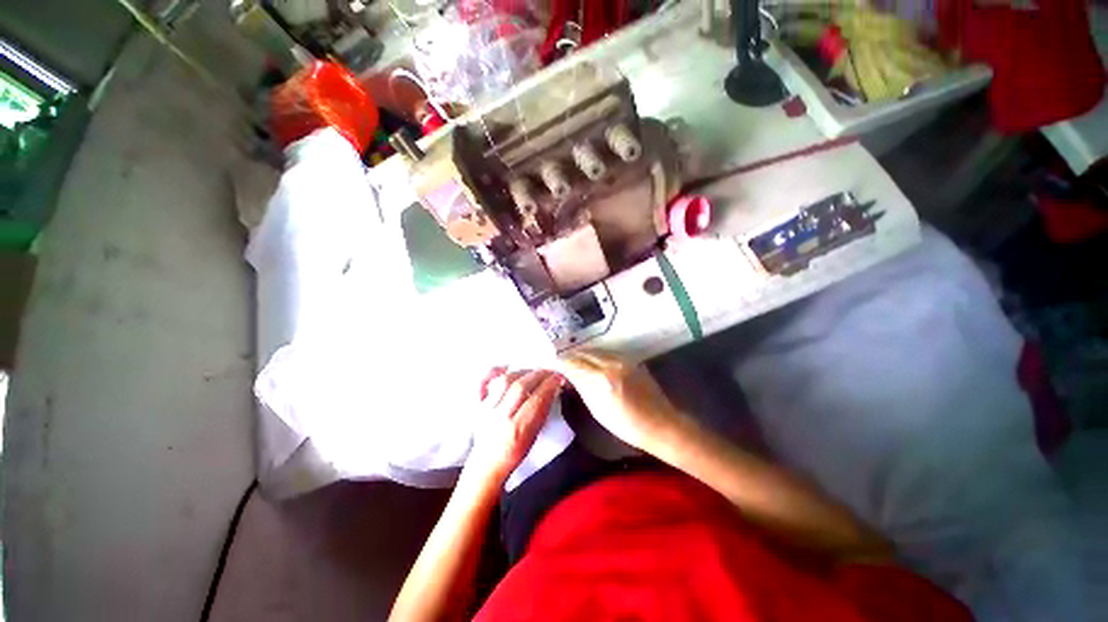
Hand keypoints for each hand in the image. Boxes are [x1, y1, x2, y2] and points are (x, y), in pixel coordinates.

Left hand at [466, 368, 561, 484]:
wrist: (486, 467)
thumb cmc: (514, 454)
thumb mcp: (533, 439)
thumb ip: (541, 415)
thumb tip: (551, 391)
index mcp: (517, 430)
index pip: (537, 399)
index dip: (550, 384)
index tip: (560, 377)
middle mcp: (499, 417)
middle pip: (521, 386)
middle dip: (540, 374)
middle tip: (550, 371)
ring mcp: (485, 409)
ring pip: (505, 381)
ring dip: (523, 371)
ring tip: (534, 371)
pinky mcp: (476, 405)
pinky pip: (481, 383)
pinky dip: (493, 372)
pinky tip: (505, 367)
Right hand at [557, 351, 687, 453]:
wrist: (661, 424)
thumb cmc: (627, 425)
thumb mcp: (598, 410)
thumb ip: (582, 388)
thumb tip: (568, 375)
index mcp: (602, 380)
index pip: (574, 363)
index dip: (560, 362)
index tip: (551, 364)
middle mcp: (612, 364)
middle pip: (584, 353)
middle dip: (570, 356)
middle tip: (560, 361)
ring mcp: (624, 359)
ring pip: (595, 350)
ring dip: (582, 354)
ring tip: (573, 361)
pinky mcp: (631, 359)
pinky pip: (607, 353)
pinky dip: (595, 356)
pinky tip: (591, 362)